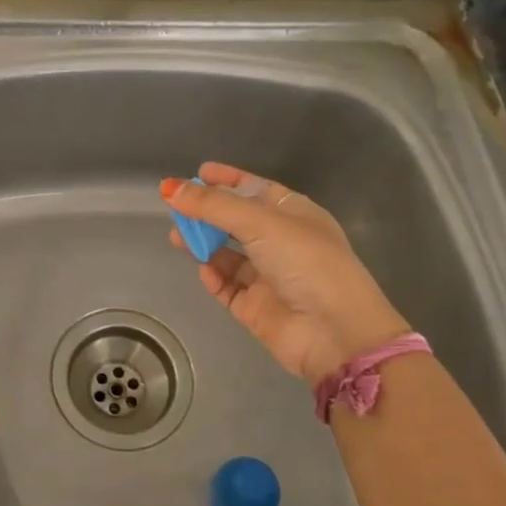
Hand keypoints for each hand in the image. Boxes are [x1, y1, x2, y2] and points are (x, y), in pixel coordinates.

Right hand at [163, 162, 408, 385]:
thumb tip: (170, 188)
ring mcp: (268, 276)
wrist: (334, 332)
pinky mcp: (256, 307)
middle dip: (206, 213)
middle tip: (176, 208)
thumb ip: (213, 205)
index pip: (254, 190)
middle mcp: (281, 242)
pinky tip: (205, 270)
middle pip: (235, 221)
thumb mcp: (260, 223)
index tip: (198, 172)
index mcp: (293, 214)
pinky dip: (214, 277)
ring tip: (177, 237)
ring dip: (202, 243)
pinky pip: (227, 286)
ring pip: (226, 254)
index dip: (227, 180)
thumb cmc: (306, 262)